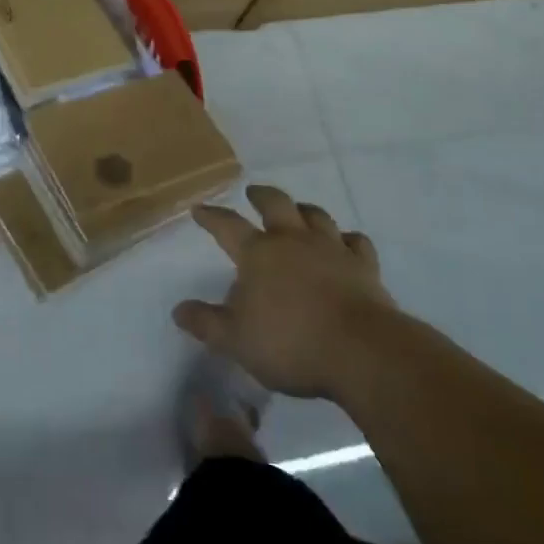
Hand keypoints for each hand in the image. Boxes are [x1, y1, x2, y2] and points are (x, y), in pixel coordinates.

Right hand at [173, 185, 398, 401]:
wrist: (361, 351)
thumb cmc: (291, 344)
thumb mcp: (237, 341)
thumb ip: (207, 324)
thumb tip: (179, 309)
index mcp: (258, 254)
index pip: (227, 226)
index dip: (211, 216)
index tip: (199, 209)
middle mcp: (293, 240)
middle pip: (276, 204)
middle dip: (261, 196)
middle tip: (253, 192)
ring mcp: (332, 249)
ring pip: (316, 216)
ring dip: (304, 210)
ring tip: (299, 210)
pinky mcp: (364, 265)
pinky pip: (356, 241)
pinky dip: (348, 239)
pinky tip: (346, 242)